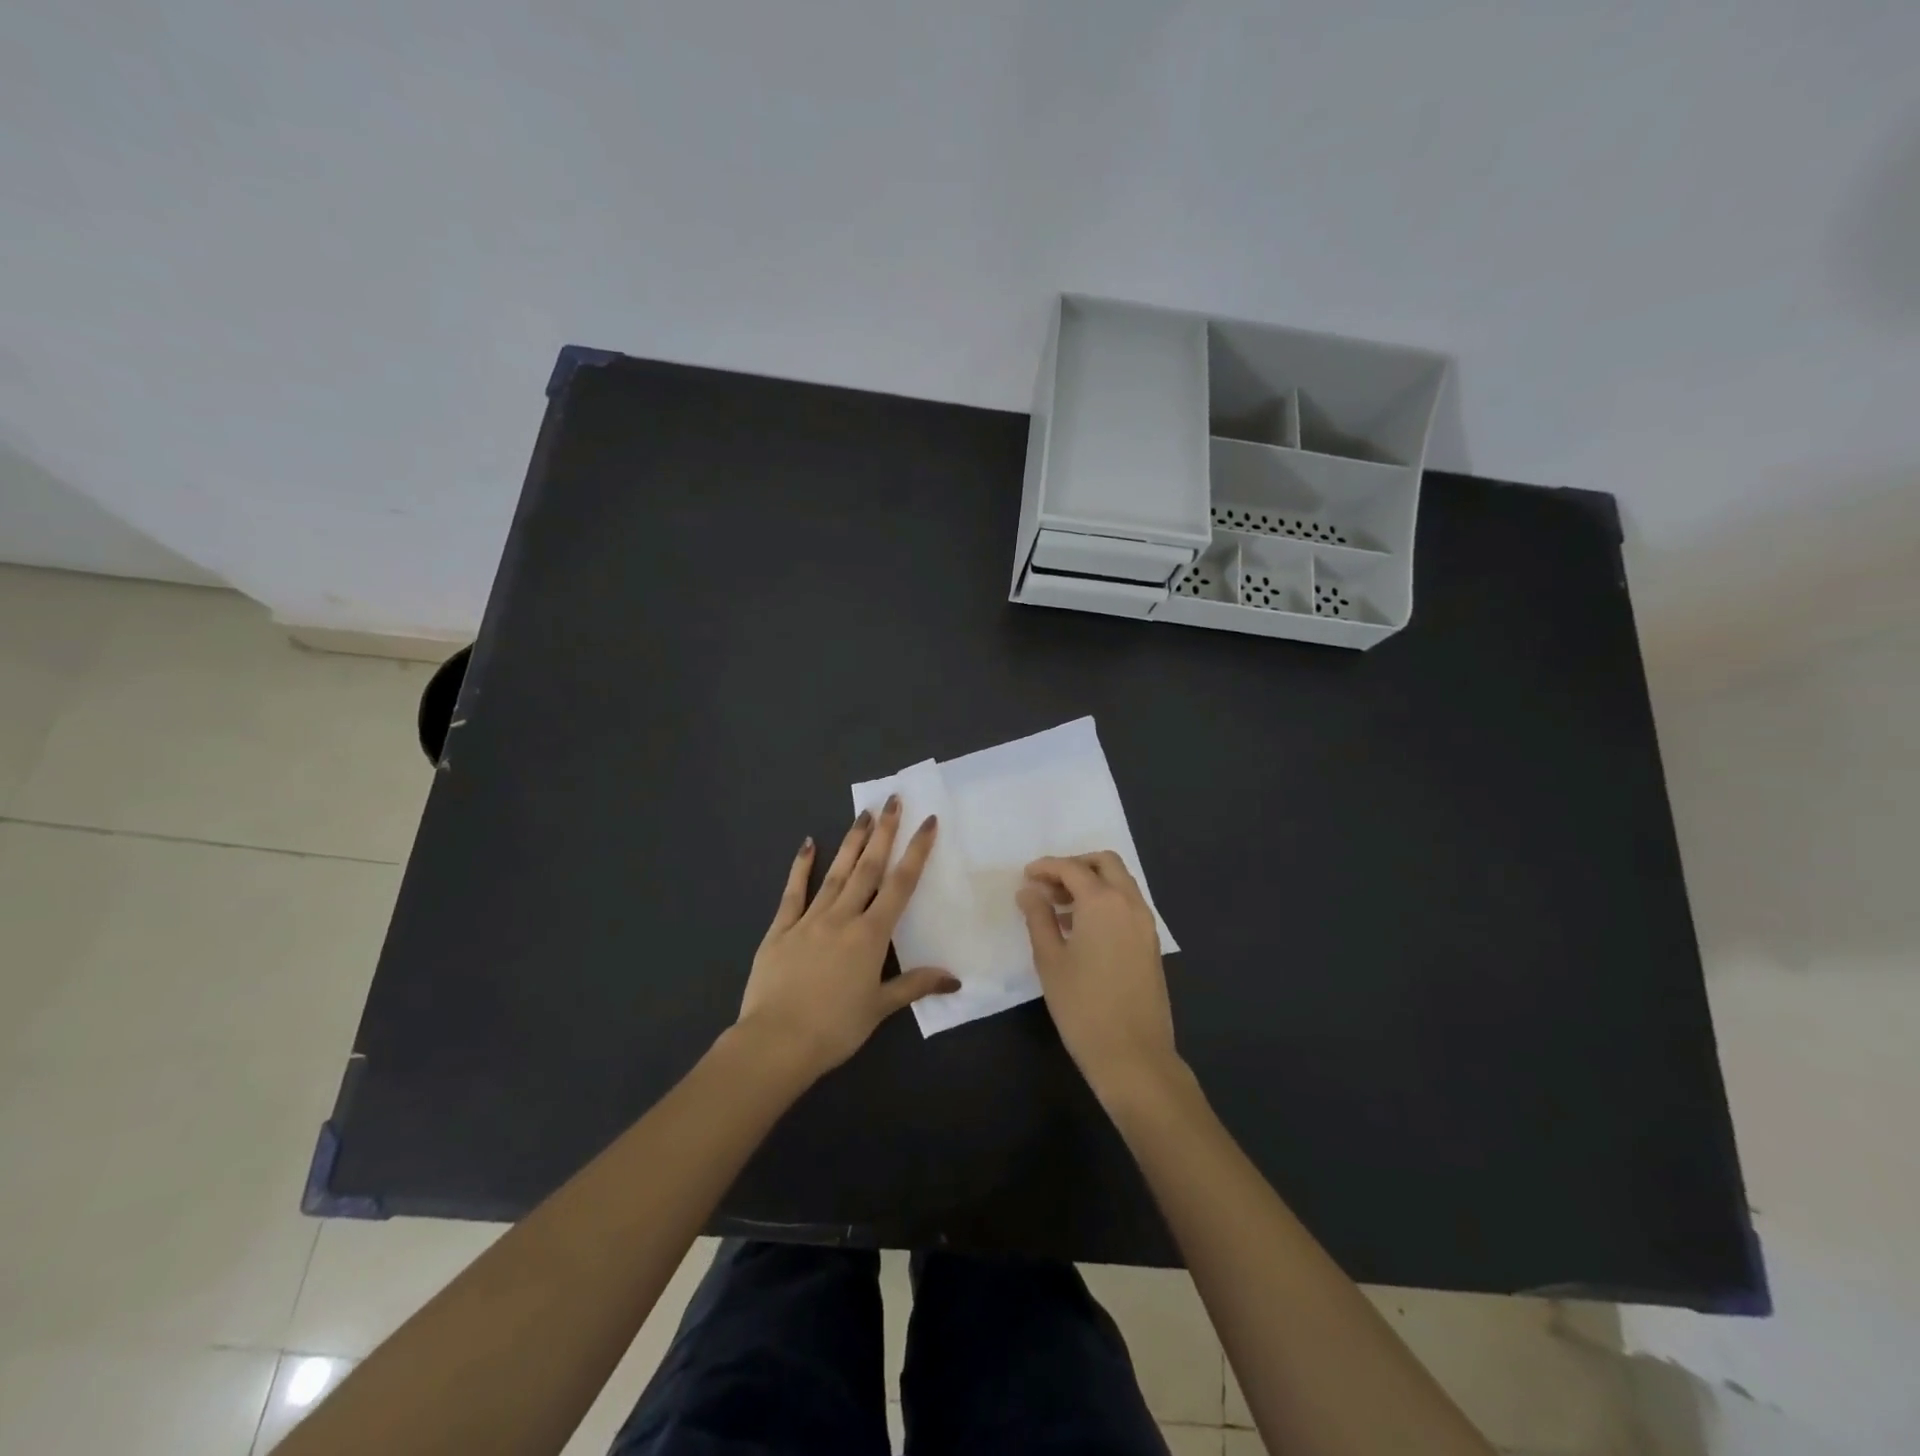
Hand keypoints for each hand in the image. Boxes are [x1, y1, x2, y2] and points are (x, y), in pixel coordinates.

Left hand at [737, 797, 957, 1077]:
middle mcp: (843, 917)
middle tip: (892, 800)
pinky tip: (808, 844)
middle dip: (883, 832)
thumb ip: (915, 985)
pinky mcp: (780, 929)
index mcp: (870, 935)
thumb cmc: (834, 1028)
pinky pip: (793, 892)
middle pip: (868, 867)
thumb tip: (954, 978)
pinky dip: (801, 866)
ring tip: (863, 813)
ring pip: (836, 873)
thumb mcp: (880, 1008)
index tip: (927, 821)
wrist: (776, 1042)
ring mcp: (809, 919)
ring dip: (852, 842)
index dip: (916, 851)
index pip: (900, 885)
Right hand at [1018, 852, 1180, 1103]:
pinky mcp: (1150, 944)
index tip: (1026, 876)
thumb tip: (1029, 892)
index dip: (1046, 867)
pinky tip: (1081, 929)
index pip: (1072, 868)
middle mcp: (1129, 903)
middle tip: (1048, 884)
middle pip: (1105, 863)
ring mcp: (1145, 923)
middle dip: (1075, 866)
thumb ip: (1038, 918)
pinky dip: (1105, 902)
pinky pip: (1127, 905)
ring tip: (1058, 908)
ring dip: (1091, 883)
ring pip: (1120, 883)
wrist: (1133, 1055)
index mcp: (1103, 902)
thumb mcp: (1050, 960)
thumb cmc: (1083, 1006)